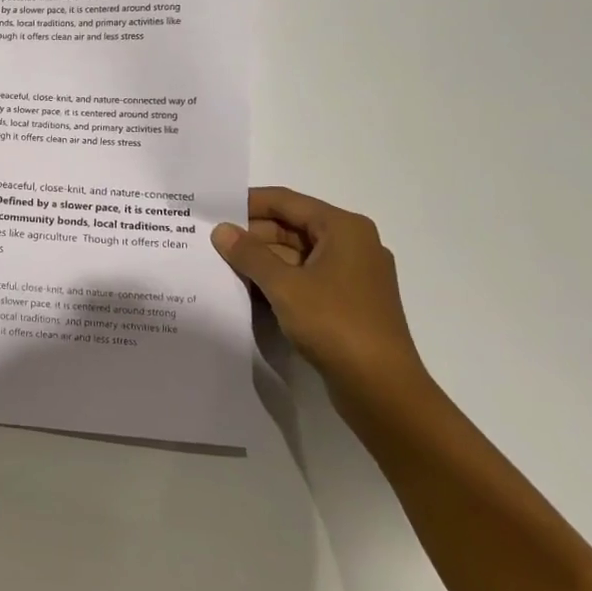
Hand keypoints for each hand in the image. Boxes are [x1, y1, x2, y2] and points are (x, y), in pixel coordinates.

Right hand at [211, 188, 429, 410]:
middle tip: (210, 240)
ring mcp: (351, 275)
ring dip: (262, 259)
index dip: (247, 202)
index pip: (287, 201)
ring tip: (220, 263)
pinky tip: (247, 288)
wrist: (382, 388)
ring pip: (296, 254)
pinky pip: (305, 278)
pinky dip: (277, 280)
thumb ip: (250, 254)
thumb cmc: (335, 324)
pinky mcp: (346, 302)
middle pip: (292, 226)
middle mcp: (351, 244)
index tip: (211, 208)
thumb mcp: (284, 286)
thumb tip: (221, 231)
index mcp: (344, 228)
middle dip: (252, 234)